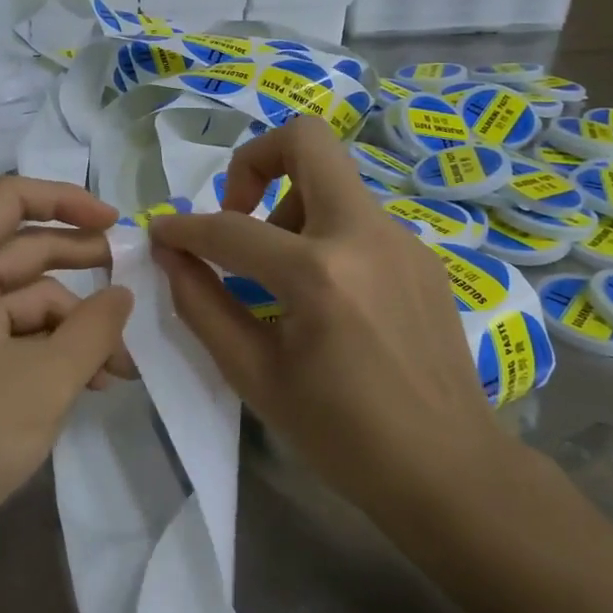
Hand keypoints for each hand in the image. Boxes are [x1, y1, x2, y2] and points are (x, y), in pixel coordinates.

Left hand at [0, 176, 134, 535]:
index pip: (10, 199)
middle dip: (83, 265)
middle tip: (135, 278)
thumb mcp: (46, 377)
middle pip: (25, 248)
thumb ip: (94, 328)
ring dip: (78, 323)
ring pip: (29, 298)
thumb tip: (124, 295)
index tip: (116, 222)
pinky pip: (19, 334)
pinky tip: (97, 380)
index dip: (66, 200)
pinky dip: (57, 349)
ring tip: (123, 362)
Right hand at [149, 117, 515, 529]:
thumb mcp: (255, 376)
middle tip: (237, 214)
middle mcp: (365, 235)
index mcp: (320, 274)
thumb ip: (202, 305)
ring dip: (290, 204)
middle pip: (306, 141)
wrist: (451, 471)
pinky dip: (323, 233)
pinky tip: (324, 295)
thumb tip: (170, 255)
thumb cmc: (343, 437)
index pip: (231, 228)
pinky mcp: (421, 254)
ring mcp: (402, 239)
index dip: (183, 228)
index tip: (162, 233)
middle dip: (253, 162)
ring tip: (279, 275)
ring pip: (333, 180)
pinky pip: (358, 217)